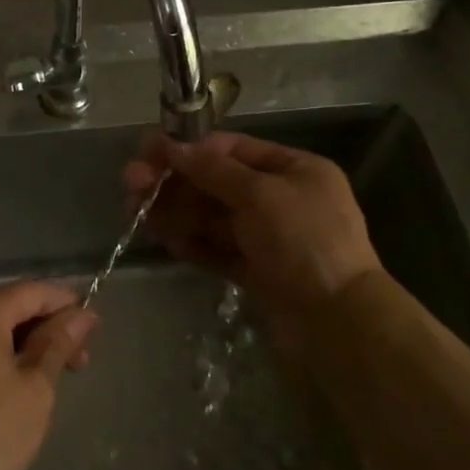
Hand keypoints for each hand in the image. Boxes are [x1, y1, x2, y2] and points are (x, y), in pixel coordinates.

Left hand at [0, 281, 96, 469]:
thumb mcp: (35, 388)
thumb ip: (58, 343)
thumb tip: (81, 314)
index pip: (34, 291)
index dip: (67, 305)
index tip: (94, 331)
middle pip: (11, 306)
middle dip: (47, 328)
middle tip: (79, 363)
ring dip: (24, 344)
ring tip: (52, 379)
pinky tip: (16, 385)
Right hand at [123, 131, 381, 348]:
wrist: (338, 324)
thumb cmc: (305, 242)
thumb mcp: (260, 194)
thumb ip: (212, 169)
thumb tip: (171, 146)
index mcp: (295, 170)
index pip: (233, 150)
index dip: (190, 149)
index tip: (149, 152)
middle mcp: (281, 199)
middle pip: (216, 183)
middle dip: (175, 183)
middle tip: (131, 186)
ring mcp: (269, 238)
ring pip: (212, 218)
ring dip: (175, 213)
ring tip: (137, 215)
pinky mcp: (257, 271)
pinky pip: (217, 249)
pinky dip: (191, 243)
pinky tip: (163, 240)